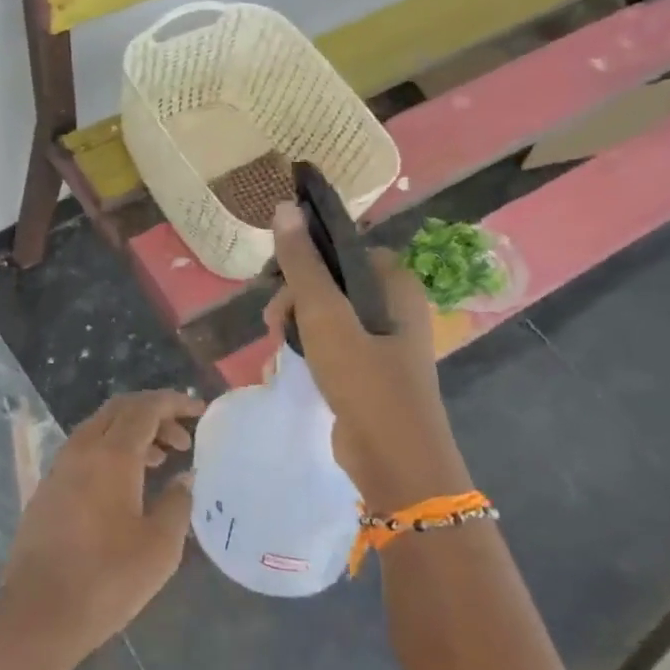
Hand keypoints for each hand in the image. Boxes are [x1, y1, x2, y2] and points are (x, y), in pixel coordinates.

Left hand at [0, 390, 202, 663]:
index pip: (145, 408)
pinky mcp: (49, 486)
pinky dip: (112, 449)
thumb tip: (185, 478)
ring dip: (133, 432)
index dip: (174, 402)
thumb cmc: (107, 579)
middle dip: (155, 413)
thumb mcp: (159, 547)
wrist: (39, 612)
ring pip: (101, 427)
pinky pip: (86, 448)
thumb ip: (177, 503)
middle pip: (120, 409)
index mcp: (111, 454)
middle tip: (183, 438)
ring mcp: (60, 465)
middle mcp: (82, 448)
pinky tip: (127, 482)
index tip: (200, 411)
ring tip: (162, 459)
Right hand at [265, 203, 464, 509]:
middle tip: (274, 322)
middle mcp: (395, 306)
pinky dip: (309, 350)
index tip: (276, 281)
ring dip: (296, 326)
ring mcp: (385, 341)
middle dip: (295, 299)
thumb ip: (301, 263)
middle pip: (331, 281)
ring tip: (278, 349)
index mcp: (396, 284)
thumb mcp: (325, 315)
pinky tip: (287, 367)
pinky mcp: (373, 371)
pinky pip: (333, 344)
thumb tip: (283, 207)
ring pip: (328, 314)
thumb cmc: (364, 379)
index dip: (306, 259)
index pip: (342, 249)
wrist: (395, 462)